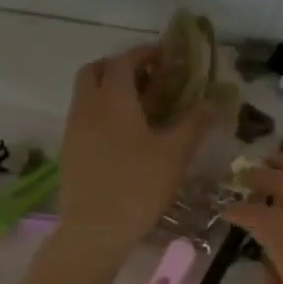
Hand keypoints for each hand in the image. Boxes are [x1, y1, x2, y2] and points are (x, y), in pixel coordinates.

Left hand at [54, 45, 215, 262]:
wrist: (95, 230)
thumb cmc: (138, 186)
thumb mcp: (174, 154)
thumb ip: (194, 123)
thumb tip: (214, 101)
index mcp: (113, 99)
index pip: (124, 61)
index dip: (144, 53)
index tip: (164, 56)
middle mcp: (87, 106)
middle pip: (95, 70)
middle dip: (119, 66)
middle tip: (146, 78)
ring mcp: (73, 129)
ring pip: (86, 95)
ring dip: (108, 90)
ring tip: (138, 107)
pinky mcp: (68, 151)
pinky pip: (83, 117)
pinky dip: (100, 113)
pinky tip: (122, 136)